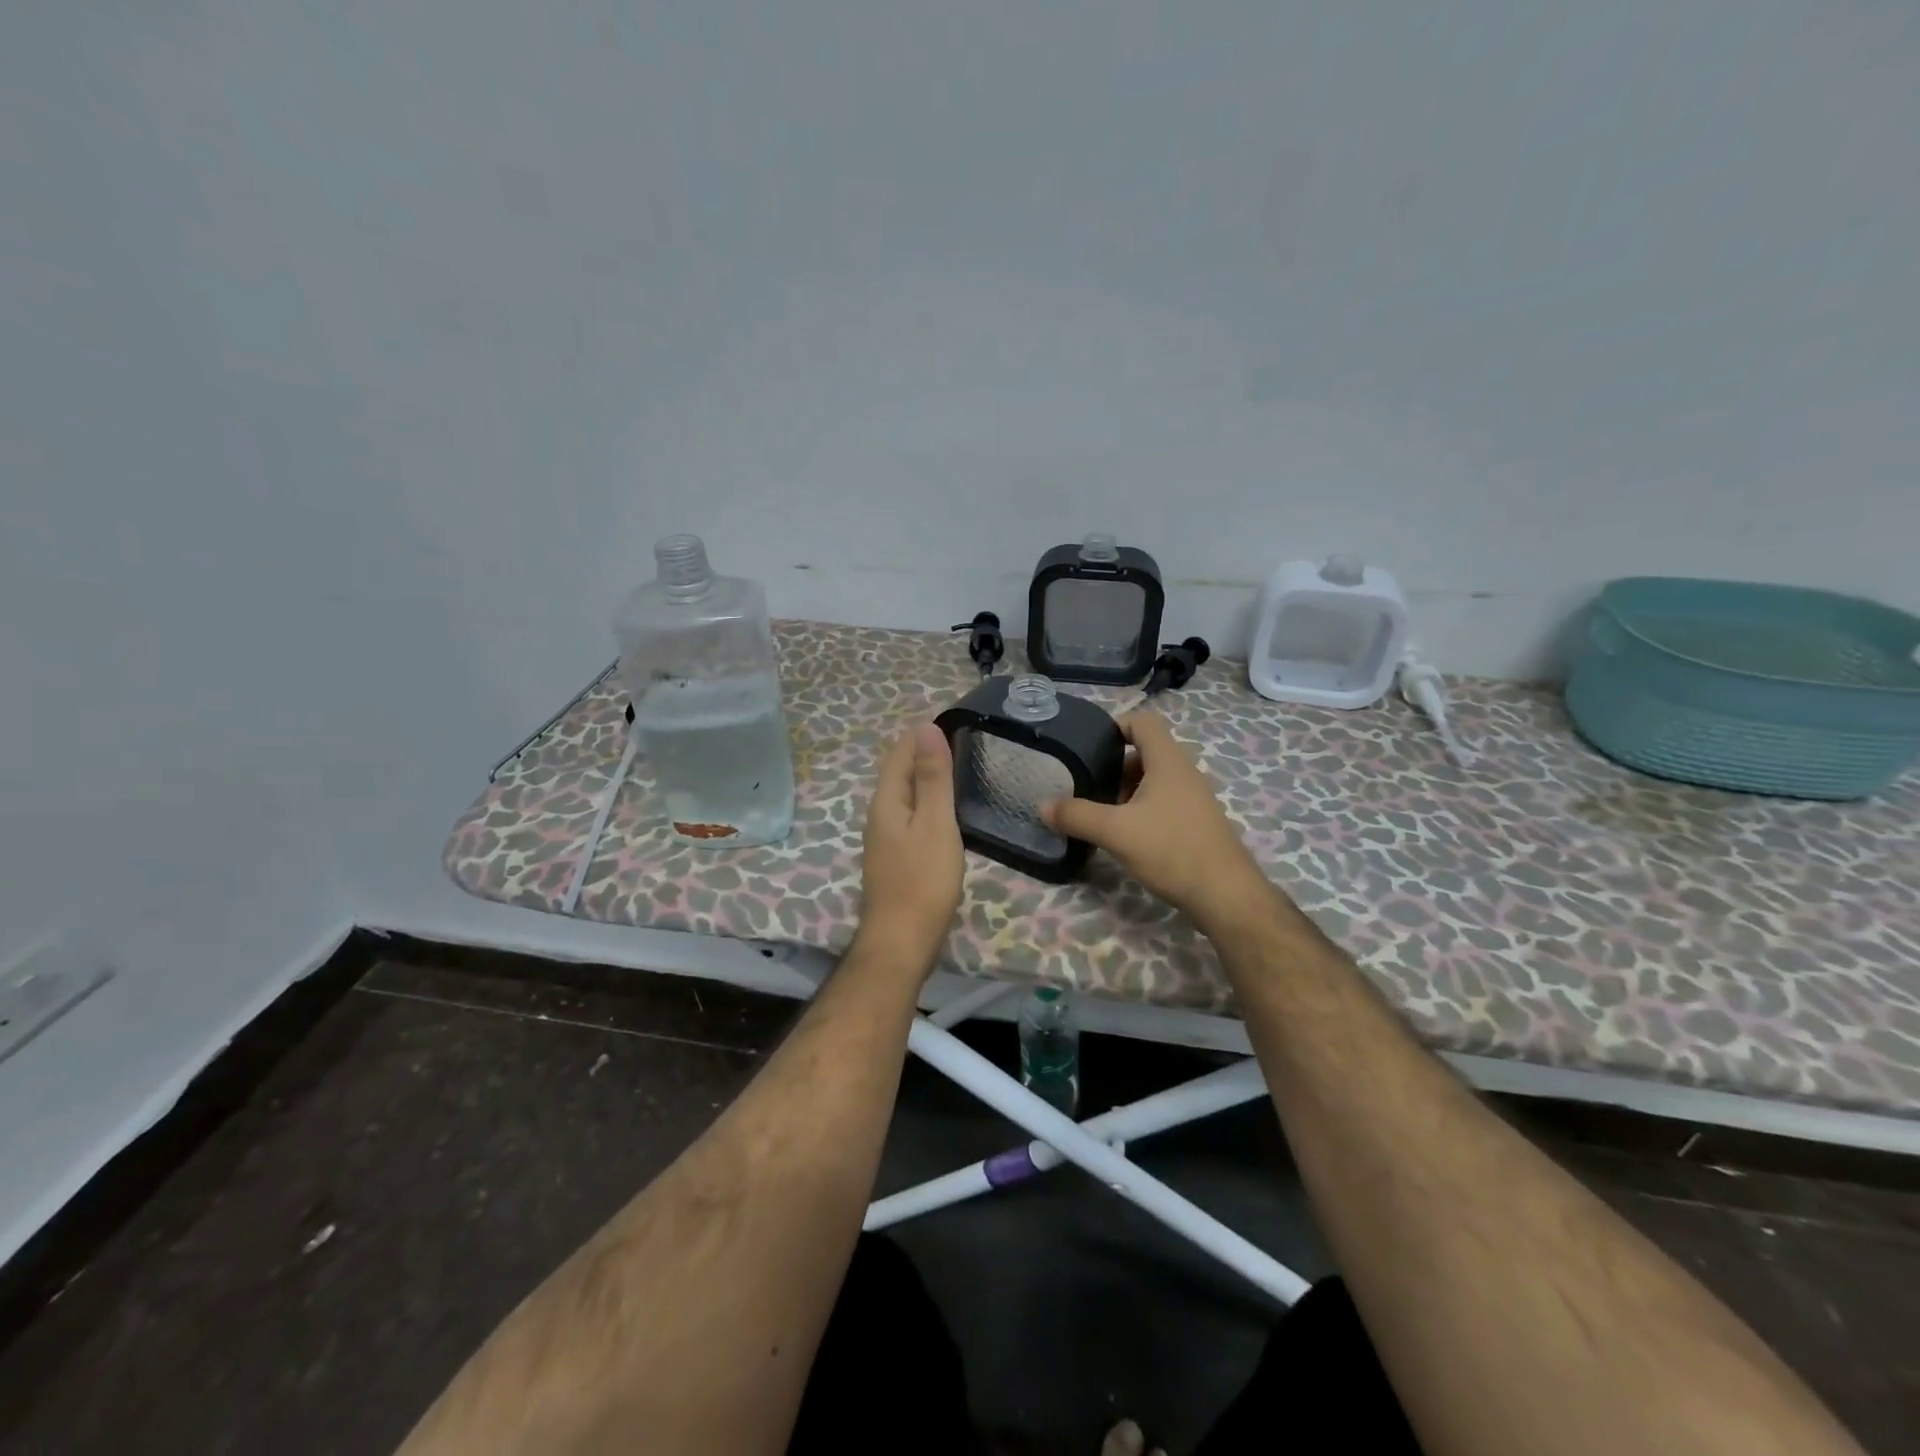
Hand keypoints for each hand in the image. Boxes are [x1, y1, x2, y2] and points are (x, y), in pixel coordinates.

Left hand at [859, 722, 964, 967]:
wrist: (901, 942)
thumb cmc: (922, 881)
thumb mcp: (935, 824)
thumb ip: (931, 778)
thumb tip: (927, 728)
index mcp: (886, 800)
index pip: (901, 752)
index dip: (924, 734)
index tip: (957, 721)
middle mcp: (879, 814)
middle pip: (900, 771)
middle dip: (925, 752)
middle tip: (964, 741)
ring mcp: (884, 837)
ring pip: (905, 795)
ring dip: (926, 777)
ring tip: (960, 768)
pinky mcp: (895, 857)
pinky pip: (910, 815)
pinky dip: (928, 802)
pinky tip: (946, 811)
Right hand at [1043, 711, 1269, 926]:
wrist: (1225, 895)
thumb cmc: (1171, 850)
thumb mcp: (1115, 831)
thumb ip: (1077, 815)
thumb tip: (1043, 806)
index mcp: (1168, 761)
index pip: (1142, 722)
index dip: (1115, 726)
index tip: (1089, 747)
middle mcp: (1184, 773)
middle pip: (1145, 753)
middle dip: (1115, 768)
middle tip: (1090, 789)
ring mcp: (1194, 799)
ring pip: (1154, 781)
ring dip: (1127, 793)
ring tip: (1104, 816)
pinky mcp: (1197, 823)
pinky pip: (1165, 803)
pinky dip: (1143, 811)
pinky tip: (1128, 837)